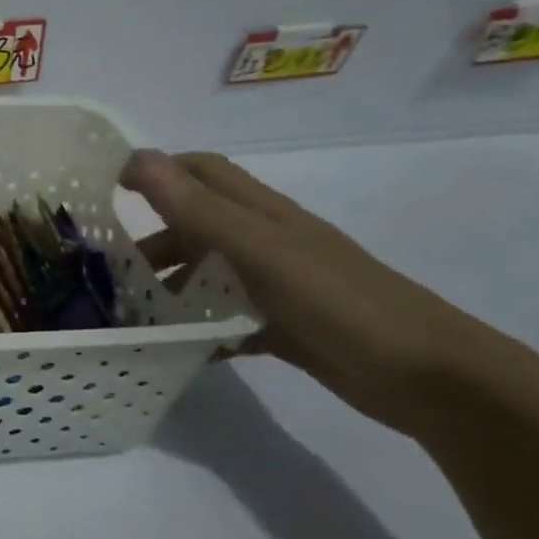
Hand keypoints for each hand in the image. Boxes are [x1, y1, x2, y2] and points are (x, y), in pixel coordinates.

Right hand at [121, 149, 527, 439]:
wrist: (432, 380)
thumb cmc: (341, 303)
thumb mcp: (261, 252)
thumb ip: (198, 209)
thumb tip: (139, 158)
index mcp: (261, 214)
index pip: (201, 171)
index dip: (156, 169)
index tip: (106, 190)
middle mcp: (266, 242)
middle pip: (196, 226)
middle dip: (152, 240)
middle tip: (107, 270)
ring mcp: (278, 286)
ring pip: (209, 274)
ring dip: (171, 287)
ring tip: (133, 315)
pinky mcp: (286, 327)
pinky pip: (228, 320)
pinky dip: (202, 332)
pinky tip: (180, 352)